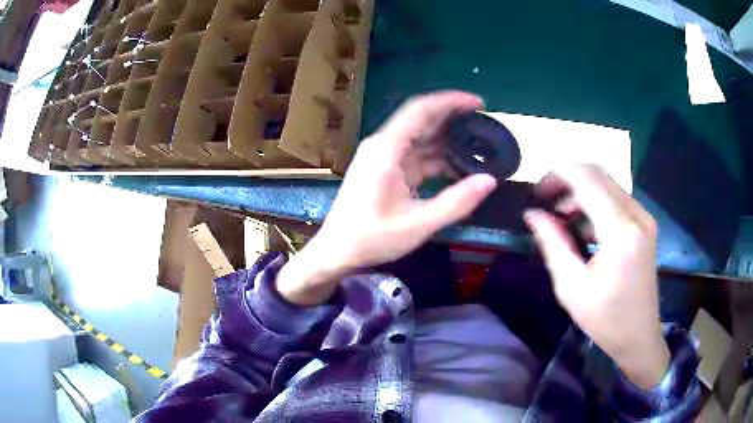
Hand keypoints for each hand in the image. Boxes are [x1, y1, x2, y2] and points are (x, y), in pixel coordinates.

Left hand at [277, 91, 496, 304]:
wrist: (337, 252)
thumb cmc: (371, 238)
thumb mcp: (418, 224)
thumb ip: (456, 202)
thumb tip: (489, 180)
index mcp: (387, 149)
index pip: (421, 110)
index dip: (451, 101)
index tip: (478, 103)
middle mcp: (384, 146)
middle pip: (422, 120)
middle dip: (453, 119)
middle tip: (484, 124)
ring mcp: (384, 158)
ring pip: (421, 138)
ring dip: (447, 140)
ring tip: (478, 145)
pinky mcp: (386, 170)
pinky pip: (416, 156)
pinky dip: (437, 158)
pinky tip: (458, 166)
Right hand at [524, 164, 669, 388]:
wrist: (639, 336)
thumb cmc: (605, 319)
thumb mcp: (572, 287)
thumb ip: (553, 244)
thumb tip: (533, 214)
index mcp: (620, 232)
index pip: (587, 179)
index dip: (557, 174)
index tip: (536, 190)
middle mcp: (637, 215)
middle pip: (598, 174)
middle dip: (568, 179)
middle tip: (545, 200)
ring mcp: (644, 218)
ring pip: (607, 184)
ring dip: (581, 191)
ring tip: (561, 217)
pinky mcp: (645, 225)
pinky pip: (616, 199)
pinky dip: (595, 203)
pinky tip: (584, 227)